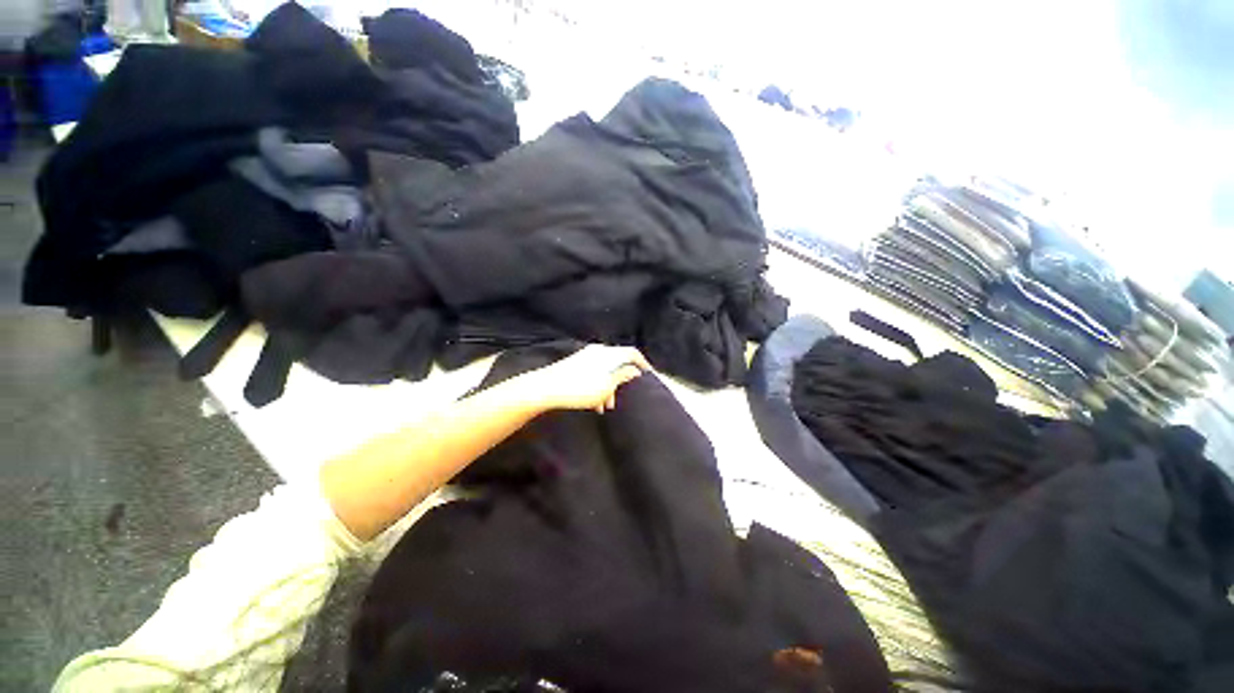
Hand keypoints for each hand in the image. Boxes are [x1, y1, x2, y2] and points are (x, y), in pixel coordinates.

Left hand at [524, 345, 650, 413]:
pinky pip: (594, 373)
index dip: (643, 364)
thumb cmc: (580, 388)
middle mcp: (598, 351)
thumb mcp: (607, 386)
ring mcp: (585, 357)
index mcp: (608, 353)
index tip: (649, 376)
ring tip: (605, 407)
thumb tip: (634, 371)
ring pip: (605, 371)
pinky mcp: (575, 364)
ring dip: (609, 387)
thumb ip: (623, 376)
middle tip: (623, 398)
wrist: (546, 388)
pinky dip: (598, 385)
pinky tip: (594, 403)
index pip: (632, 353)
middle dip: (622, 381)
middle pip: (618, 363)